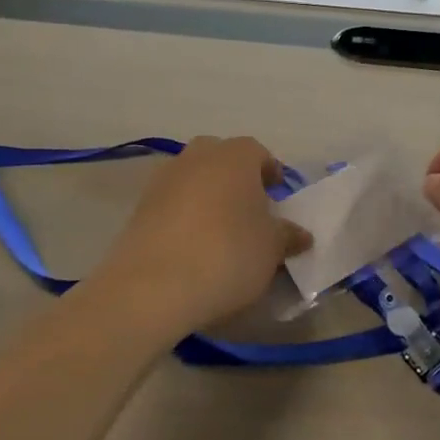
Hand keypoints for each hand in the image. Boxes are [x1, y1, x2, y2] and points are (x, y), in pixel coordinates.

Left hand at [94, 136, 309, 333]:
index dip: (271, 174)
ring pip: (193, 178)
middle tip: (249, 210)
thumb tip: (300, 234)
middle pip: (221, 158)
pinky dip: (184, 215)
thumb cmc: (228, 254)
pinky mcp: (139, 207)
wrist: (153, 286)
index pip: (258, 153)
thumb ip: (288, 236)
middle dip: (236, 178)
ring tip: (220, 231)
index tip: (279, 197)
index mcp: (235, 156)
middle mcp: (197, 157)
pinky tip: (192, 246)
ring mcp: (163, 179)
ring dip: (207, 195)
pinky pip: (171, 202)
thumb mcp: (272, 249)